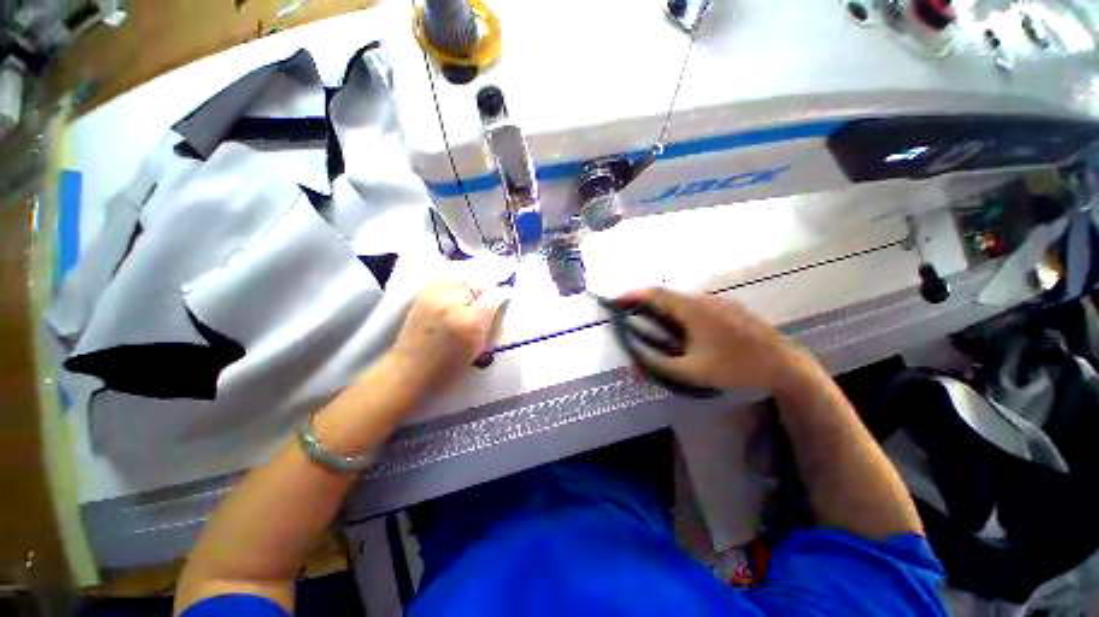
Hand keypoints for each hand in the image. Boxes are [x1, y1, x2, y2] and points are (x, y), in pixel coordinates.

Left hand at [387, 278, 507, 393]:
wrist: (410, 369)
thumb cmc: (449, 367)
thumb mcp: (478, 346)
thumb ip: (489, 321)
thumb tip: (498, 302)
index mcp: (471, 321)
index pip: (494, 296)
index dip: (502, 293)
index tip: (506, 294)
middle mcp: (453, 303)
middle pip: (477, 283)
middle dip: (485, 287)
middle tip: (488, 295)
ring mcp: (435, 296)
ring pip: (461, 277)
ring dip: (470, 283)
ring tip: (473, 292)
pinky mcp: (423, 294)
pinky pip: (445, 278)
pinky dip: (454, 282)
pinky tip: (457, 290)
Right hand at [618, 288, 810, 392]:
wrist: (783, 363)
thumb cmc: (734, 366)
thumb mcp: (692, 371)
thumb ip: (658, 367)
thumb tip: (630, 368)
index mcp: (692, 310)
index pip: (655, 294)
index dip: (632, 295)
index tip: (615, 300)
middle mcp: (703, 299)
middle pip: (666, 295)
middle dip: (645, 302)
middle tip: (630, 315)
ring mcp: (717, 301)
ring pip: (681, 300)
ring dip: (663, 307)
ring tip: (652, 324)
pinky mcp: (727, 308)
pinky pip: (695, 304)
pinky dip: (679, 312)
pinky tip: (682, 330)